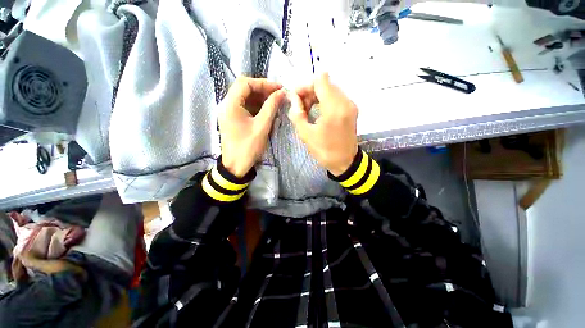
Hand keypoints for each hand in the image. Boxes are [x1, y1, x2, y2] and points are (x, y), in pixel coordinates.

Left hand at [219, 77, 284, 176]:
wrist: (235, 166)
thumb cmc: (248, 147)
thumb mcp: (262, 126)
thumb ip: (271, 107)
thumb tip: (281, 93)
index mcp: (230, 105)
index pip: (245, 83)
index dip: (263, 83)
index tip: (278, 88)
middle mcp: (226, 105)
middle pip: (244, 88)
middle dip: (262, 89)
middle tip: (278, 94)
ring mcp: (228, 112)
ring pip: (245, 97)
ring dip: (260, 97)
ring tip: (275, 101)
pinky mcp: (232, 119)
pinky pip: (244, 106)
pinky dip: (256, 105)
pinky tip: (266, 109)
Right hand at [288, 73, 358, 175]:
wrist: (345, 162)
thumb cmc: (324, 151)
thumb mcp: (305, 134)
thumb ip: (297, 113)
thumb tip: (293, 98)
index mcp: (334, 108)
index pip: (320, 80)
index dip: (305, 86)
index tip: (297, 98)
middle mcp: (345, 102)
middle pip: (325, 83)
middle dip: (309, 92)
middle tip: (300, 107)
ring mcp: (350, 105)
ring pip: (330, 89)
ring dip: (316, 96)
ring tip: (308, 111)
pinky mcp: (352, 109)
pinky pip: (336, 97)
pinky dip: (324, 100)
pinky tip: (318, 112)